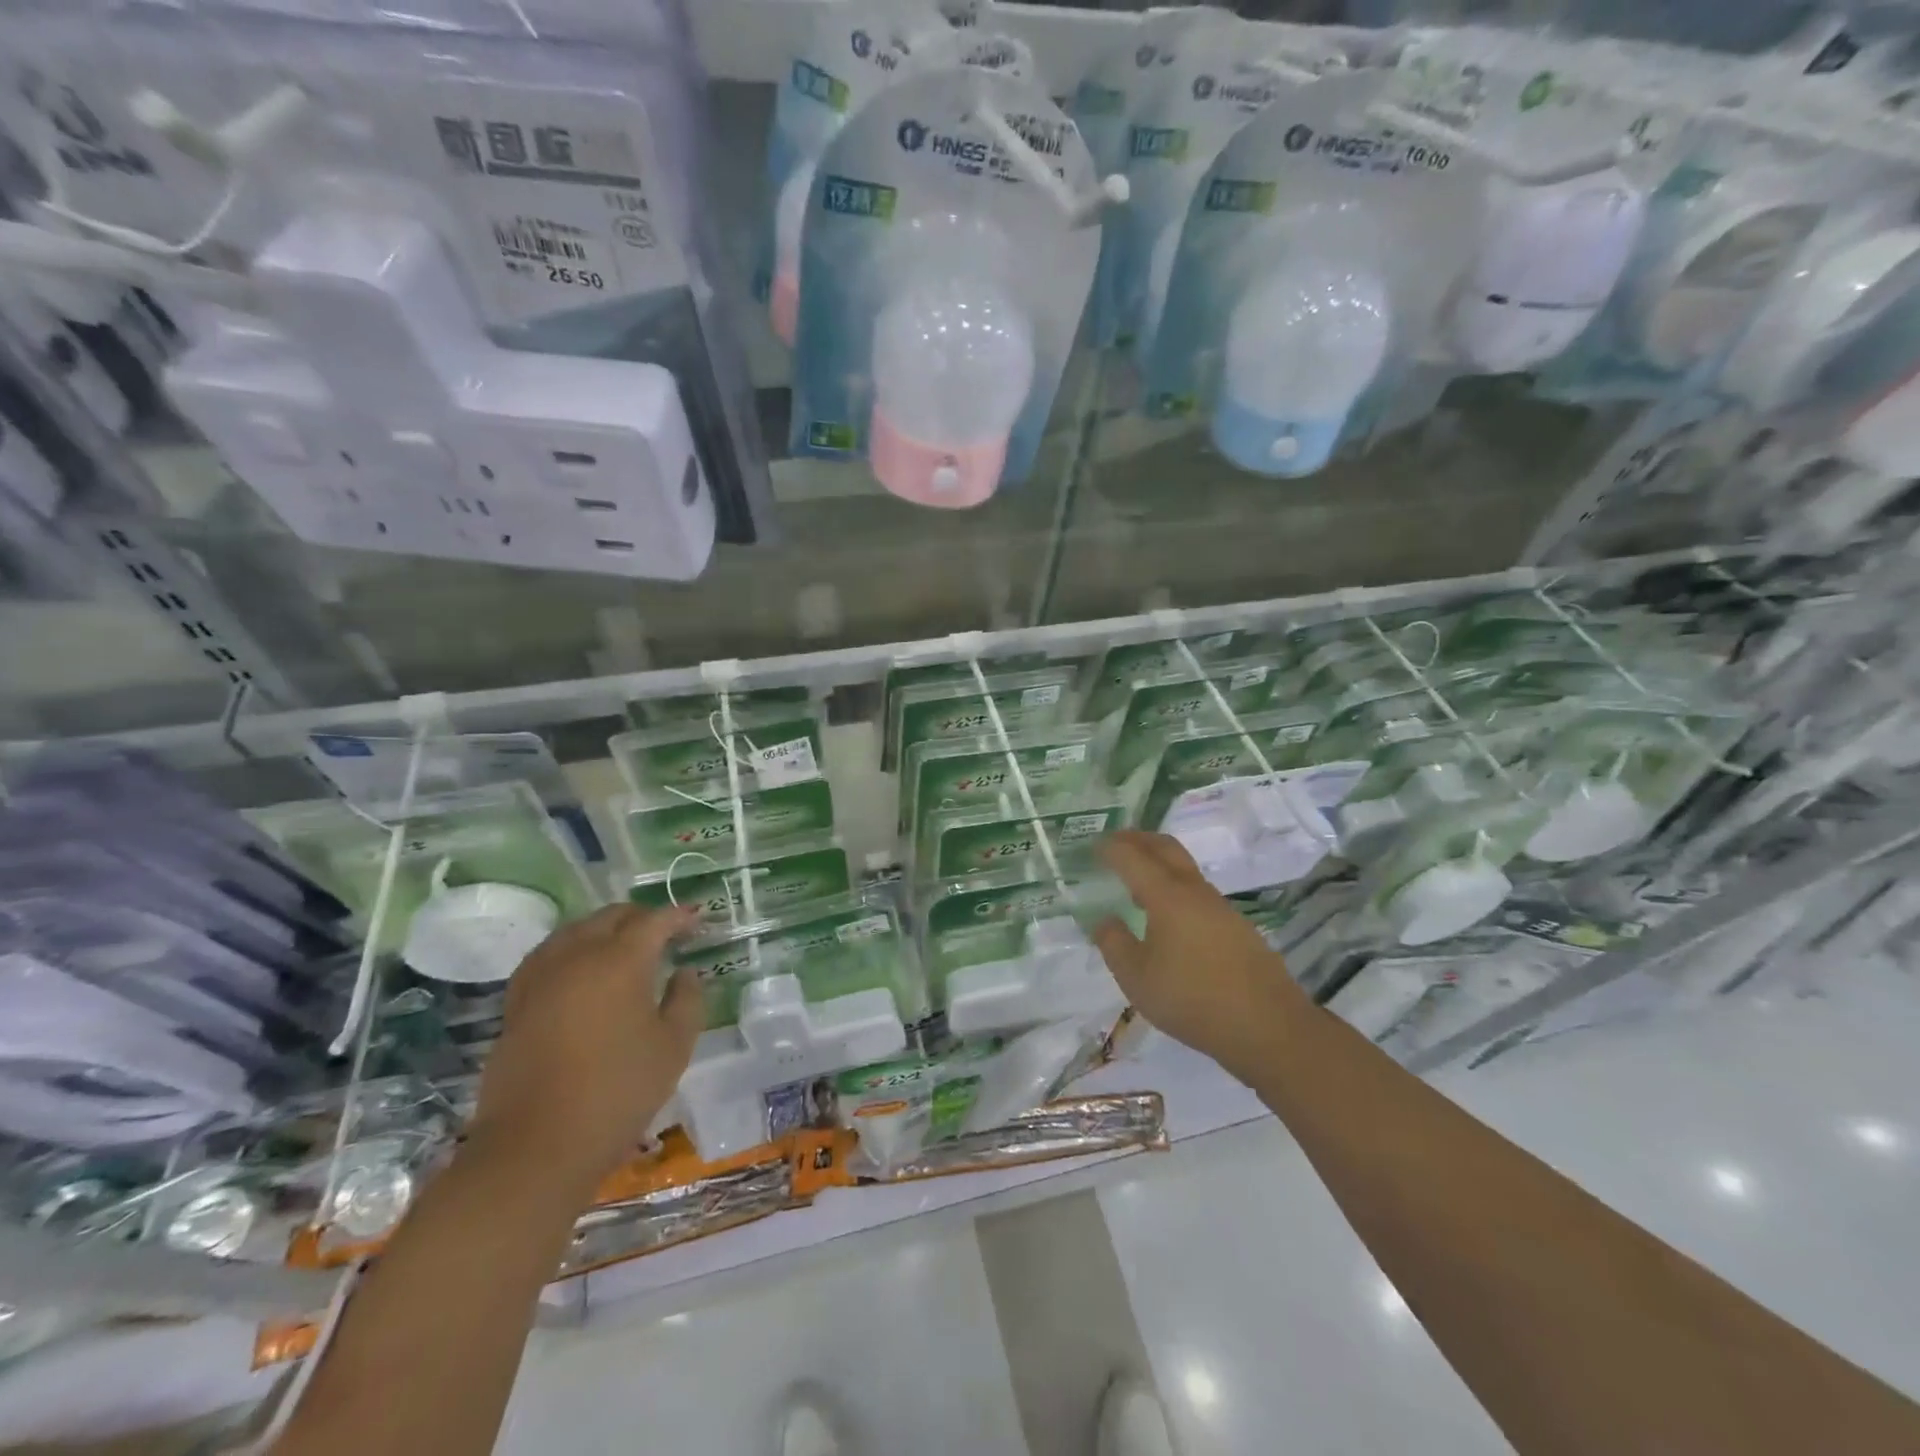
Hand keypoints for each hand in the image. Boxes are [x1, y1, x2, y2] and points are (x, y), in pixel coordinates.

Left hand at [468, 904, 702, 1190]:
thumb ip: (687, 999)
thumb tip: (684, 973)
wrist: (535, 1147)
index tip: (697, 919)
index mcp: (621, 960)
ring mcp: (541, 977)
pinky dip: (572, 950)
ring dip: (604, 929)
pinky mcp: (517, 1002)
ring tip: (624, 947)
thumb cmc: (618, 1092)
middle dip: (641, 917)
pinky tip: (580, 970)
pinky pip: (548, 955)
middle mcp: (578, 955)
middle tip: (666, 933)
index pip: (654, 921)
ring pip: (575, 931)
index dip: (679, 916)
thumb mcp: (674, 1046)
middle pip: (611, 917)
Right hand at [1093, 831, 1311, 1080]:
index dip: (1110, 847)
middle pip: (1165, 847)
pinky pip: (1197, 891)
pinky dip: (1175, 887)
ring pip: (1185, 868)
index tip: (1092, 845)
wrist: (1268, 1026)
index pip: (1132, 857)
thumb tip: (1104, 920)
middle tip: (1115, 842)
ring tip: (1136, 881)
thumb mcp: (1137, 978)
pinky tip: (1168, 916)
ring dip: (1159, 863)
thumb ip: (1114, 944)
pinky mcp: (1236, 926)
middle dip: (1138, 839)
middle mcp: (1194, 890)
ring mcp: (1220, 907)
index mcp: (1167, 895)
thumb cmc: (1192, 998)